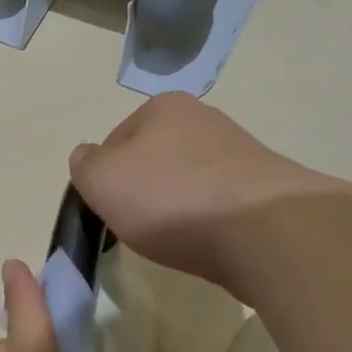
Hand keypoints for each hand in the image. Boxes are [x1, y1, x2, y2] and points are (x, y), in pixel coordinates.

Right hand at [68, 93, 351, 299]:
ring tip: (178, 241)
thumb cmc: (171, 198)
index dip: (106, 177)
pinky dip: (210, 225)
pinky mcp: (266, 190)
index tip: (110, 209)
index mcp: (164, 106)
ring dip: (178, 210)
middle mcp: (205, 120)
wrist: (265, 231)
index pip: (116, 140)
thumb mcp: (102, 180)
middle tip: (139, 227)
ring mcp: (241, 153)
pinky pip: (221, 206)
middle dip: (144, 193)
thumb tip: (87, 157)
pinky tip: (210, 245)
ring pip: (188, 184)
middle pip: (155, 161)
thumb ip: (84, 166)